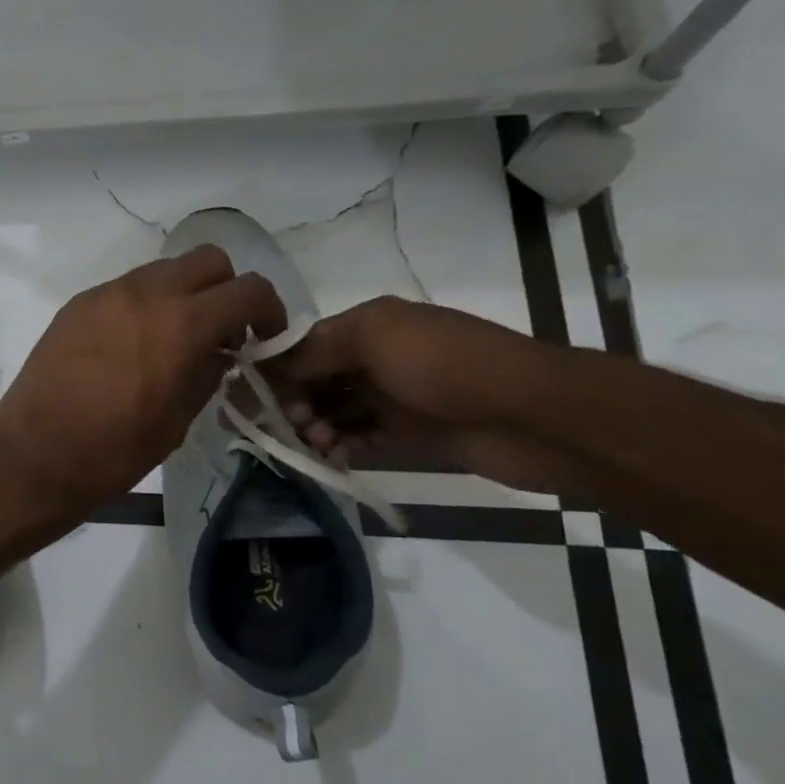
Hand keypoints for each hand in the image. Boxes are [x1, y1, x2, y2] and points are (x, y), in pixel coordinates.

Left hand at [0, 246, 285, 524]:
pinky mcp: (76, 305)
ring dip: (182, 294)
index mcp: (182, 323)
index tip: (265, 337)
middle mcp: (145, 293)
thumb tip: (219, 351)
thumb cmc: (114, 451)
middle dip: (225, 290)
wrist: (35, 456)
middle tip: (222, 332)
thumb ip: (208, 373)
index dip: (269, 311)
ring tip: (174, 340)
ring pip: (163, 270)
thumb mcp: (178, 420)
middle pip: (207, 260)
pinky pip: (124, 289)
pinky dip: (143, 305)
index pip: (247, 290)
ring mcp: (105, 294)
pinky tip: (132, 345)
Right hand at [263, 296, 579, 493]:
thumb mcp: (375, 338)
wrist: (535, 416)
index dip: (276, 368)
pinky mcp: (412, 433)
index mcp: (370, 326)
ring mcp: (396, 397)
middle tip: (285, 425)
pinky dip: (342, 446)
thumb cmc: (447, 365)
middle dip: (293, 400)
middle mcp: (379, 357)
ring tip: (312, 443)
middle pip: (317, 379)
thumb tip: (268, 364)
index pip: (305, 345)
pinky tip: (330, 457)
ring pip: (336, 410)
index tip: (249, 395)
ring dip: (315, 425)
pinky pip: (362, 438)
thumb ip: (316, 349)